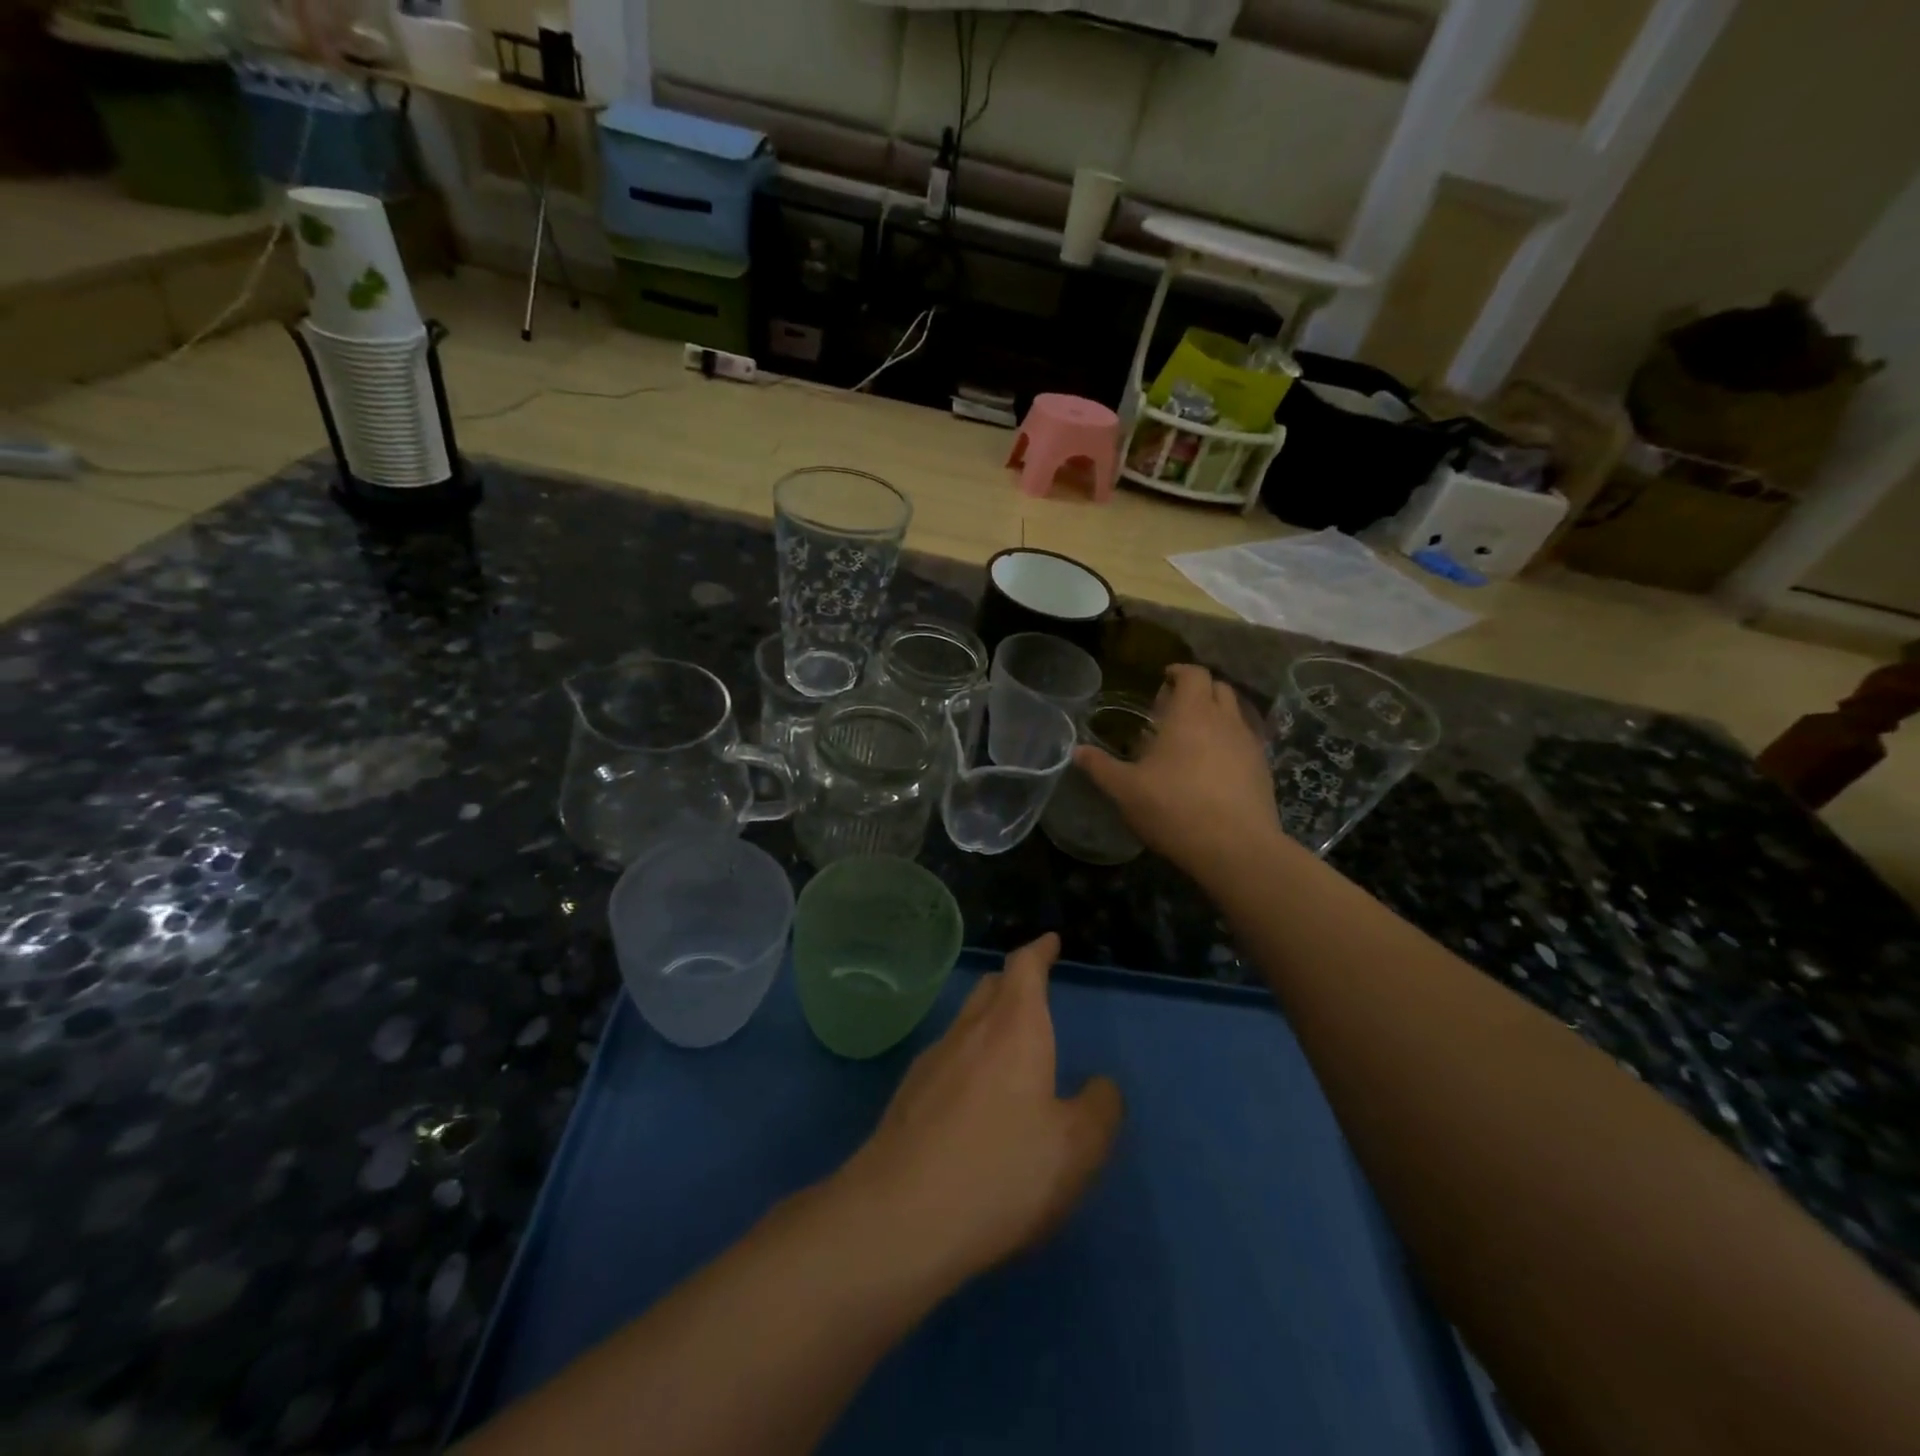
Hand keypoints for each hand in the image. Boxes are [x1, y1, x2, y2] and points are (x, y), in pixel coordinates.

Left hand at [834, 934, 1123, 1289]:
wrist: (899, 1217)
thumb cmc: (1000, 1171)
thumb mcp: (1076, 1149)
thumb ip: (1099, 1110)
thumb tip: (1101, 1086)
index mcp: (1014, 1028)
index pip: (1024, 967)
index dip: (1039, 951)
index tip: (1049, 942)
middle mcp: (969, 1031)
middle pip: (991, 988)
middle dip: (1014, 983)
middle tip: (1035, 992)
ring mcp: (932, 1061)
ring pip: (966, 1022)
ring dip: (989, 1021)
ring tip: (1010, 1047)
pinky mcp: (908, 1096)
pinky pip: (948, 1058)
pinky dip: (969, 1058)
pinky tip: (975, 1098)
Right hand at [1075, 663, 1280, 881]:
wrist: (1236, 848)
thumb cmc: (1175, 808)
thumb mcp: (1126, 790)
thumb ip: (1100, 767)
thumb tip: (1077, 751)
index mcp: (1191, 713)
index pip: (1193, 673)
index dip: (1178, 672)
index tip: (1162, 680)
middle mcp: (1225, 720)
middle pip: (1218, 687)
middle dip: (1197, 691)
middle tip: (1172, 710)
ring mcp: (1249, 744)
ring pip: (1235, 714)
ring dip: (1215, 716)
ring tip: (1191, 739)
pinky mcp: (1263, 769)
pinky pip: (1245, 742)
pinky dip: (1229, 742)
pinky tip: (1212, 768)